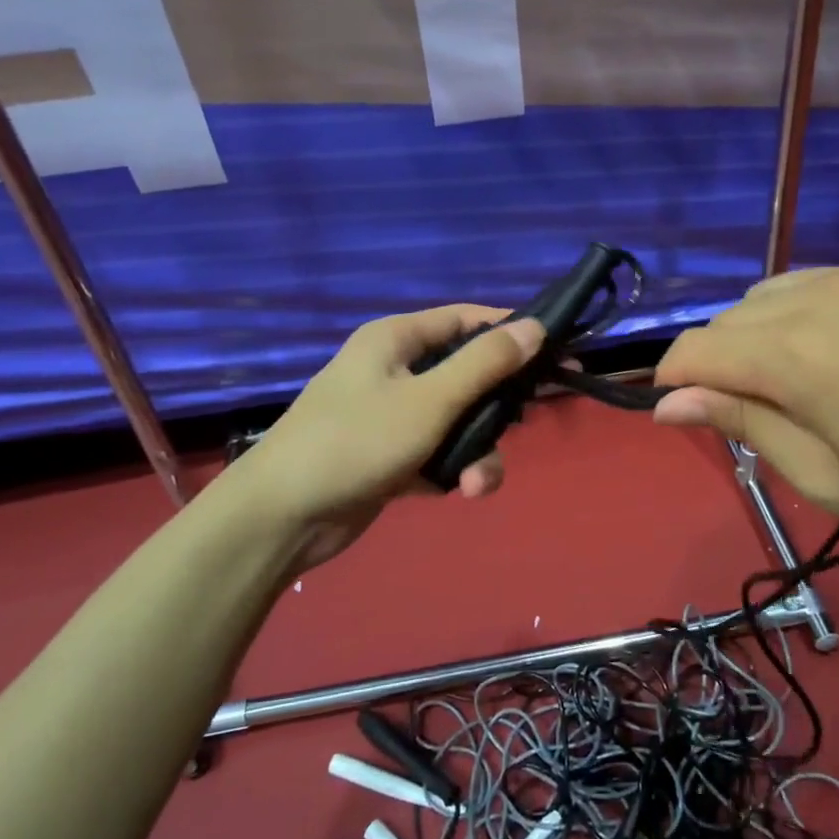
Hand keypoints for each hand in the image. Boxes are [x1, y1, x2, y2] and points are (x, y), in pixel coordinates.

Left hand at [222, 306, 543, 573]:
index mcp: (396, 341)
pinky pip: (438, 453)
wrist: (282, 517)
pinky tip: (459, 491)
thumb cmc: (356, 441)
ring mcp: (392, 416)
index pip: (466, 320)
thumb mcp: (429, 400)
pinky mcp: (391, 457)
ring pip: (457, 422)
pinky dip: (453, 470)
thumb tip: (535, 327)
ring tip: (477, 484)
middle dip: (498, 406)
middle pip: (467, 375)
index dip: (511, 331)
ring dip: (477, 451)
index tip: (556, 352)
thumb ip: (484, 364)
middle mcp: (395, 371)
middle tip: (531, 420)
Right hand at [652, 250, 838, 601]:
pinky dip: (830, 310)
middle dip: (724, 358)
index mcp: (800, 354)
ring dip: (772, 330)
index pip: (696, 348)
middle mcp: (830, 292)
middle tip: (760, 409)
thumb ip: (742, 424)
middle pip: (736, 315)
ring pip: (785, 289)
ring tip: (813, 377)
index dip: (674, 378)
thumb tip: (669, 403)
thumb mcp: (829, 478)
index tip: (681, 408)